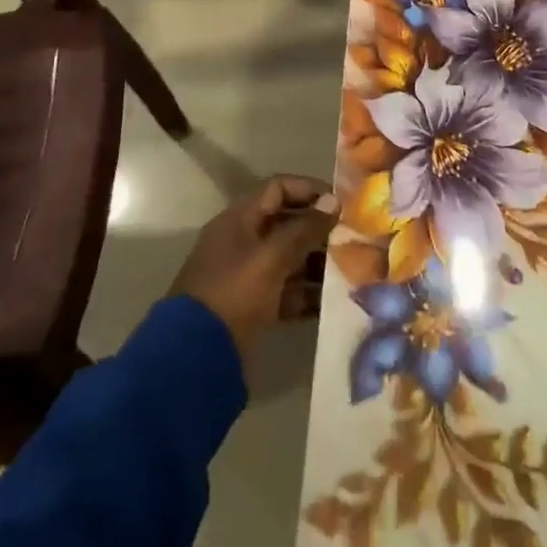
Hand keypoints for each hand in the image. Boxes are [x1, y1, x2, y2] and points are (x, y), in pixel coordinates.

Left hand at [170, 175, 338, 357]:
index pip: (278, 188)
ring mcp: (247, 275)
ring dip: (316, 263)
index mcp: (239, 220)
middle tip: (351, 239)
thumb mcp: (271, 257)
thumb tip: (334, 202)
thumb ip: (304, 229)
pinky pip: (286, 291)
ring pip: (289, 259)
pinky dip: (307, 294)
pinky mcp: (253, 307)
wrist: (195, 357)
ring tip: (349, 271)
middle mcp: (243, 241)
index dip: (309, 190)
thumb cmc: (234, 293)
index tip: (340, 203)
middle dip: (318, 230)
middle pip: (286, 224)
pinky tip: (332, 302)